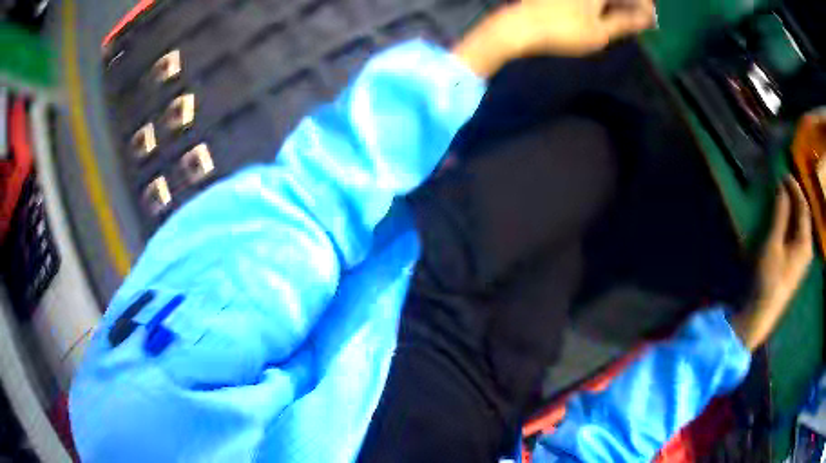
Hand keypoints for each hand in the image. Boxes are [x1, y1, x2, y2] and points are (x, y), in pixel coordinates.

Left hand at [453, 0, 655, 76]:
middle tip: (640, 18)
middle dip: (632, 3)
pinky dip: (601, 3)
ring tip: (624, 17)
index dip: (645, 5)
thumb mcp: (600, 32)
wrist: (518, 27)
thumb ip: (627, 22)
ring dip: (616, 4)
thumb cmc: (562, 31)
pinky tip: (602, 12)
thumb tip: (648, 18)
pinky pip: (592, 0)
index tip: (650, 18)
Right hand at [732, 177, 813, 350]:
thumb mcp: (774, 243)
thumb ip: (780, 214)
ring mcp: (803, 260)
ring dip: (796, 209)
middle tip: (785, 183)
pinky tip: (788, 221)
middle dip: (797, 197)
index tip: (784, 174)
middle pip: (805, 216)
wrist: (763, 314)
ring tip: (786, 197)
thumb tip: (782, 187)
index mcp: (805, 241)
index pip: (804, 206)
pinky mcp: (797, 267)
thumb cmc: (769, 277)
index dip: (795, 188)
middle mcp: (808, 248)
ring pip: (803, 226)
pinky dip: (794, 222)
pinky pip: (800, 236)